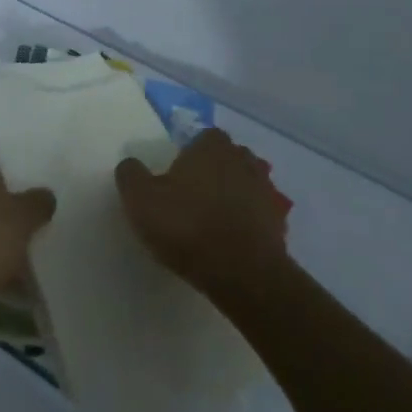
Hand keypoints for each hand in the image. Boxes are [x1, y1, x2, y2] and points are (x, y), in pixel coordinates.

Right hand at [115, 130, 292, 305]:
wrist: (244, 275)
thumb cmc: (188, 226)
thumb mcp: (141, 199)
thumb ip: (131, 174)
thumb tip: (131, 164)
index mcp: (212, 147)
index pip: (204, 136)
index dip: (190, 152)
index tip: (176, 172)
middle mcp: (244, 161)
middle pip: (228, 157)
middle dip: (214, 170)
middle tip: (193, 193)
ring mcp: (266, 193)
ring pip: (246, 184)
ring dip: (234, 195)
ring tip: (212, 218)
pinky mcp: (279, 225)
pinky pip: (259, 215)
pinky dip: (248, 222)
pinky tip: (231, 240)